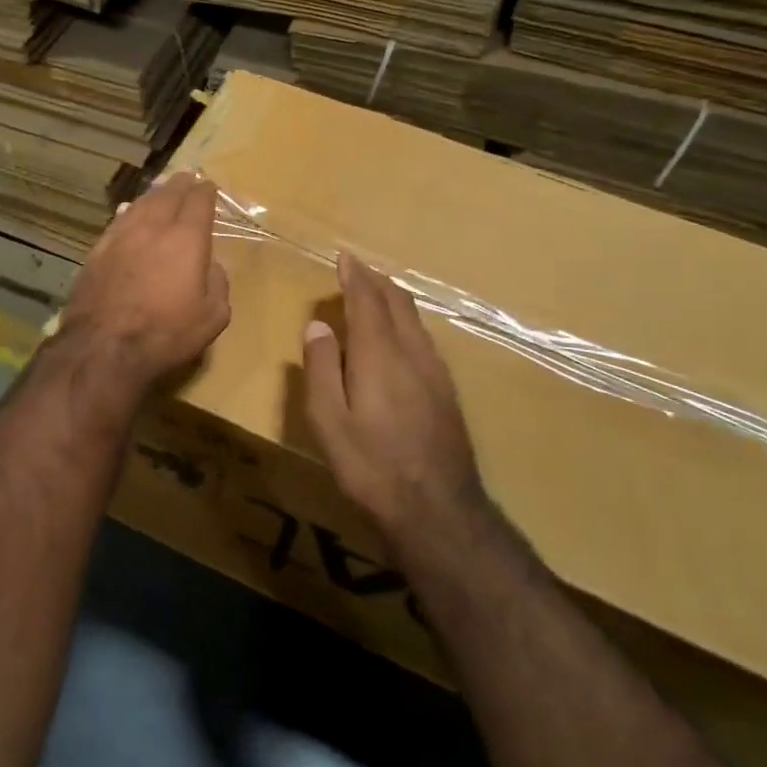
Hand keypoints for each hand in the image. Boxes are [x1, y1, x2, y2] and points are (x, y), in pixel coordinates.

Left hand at [61, 171, 230, 387]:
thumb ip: (218, 285)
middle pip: (167, 195)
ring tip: (160, 191)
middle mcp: (153, 228)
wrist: (103, 346)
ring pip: (139, 204)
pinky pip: (117, 221)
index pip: (198, 202)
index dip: (205, 192)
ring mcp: (120, 237)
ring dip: (153, 195)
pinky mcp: (97, 251)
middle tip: (186, 178)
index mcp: (186, 238)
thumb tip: (212, 266)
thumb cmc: (166, 333)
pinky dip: (128, 212)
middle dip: (180, 185)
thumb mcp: (212, 317)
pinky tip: (127, 213)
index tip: (208, 187)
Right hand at [303, 253, 489, 548]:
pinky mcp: (447, 390)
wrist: (438, 509)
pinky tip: (399, 335)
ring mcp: (436, 371)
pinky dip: (406, 321)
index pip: (367, 300)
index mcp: (379, 354)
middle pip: (397, 302)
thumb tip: (319, 326)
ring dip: (393, 298)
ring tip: (376, 293)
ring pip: (415, 319)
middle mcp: (412, 352)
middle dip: (376, 280)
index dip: (355, 276)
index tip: (344, 257)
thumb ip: (322, 368)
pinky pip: (424, 338)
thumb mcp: (328, 420)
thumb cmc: (371, 465)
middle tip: (358, 268)